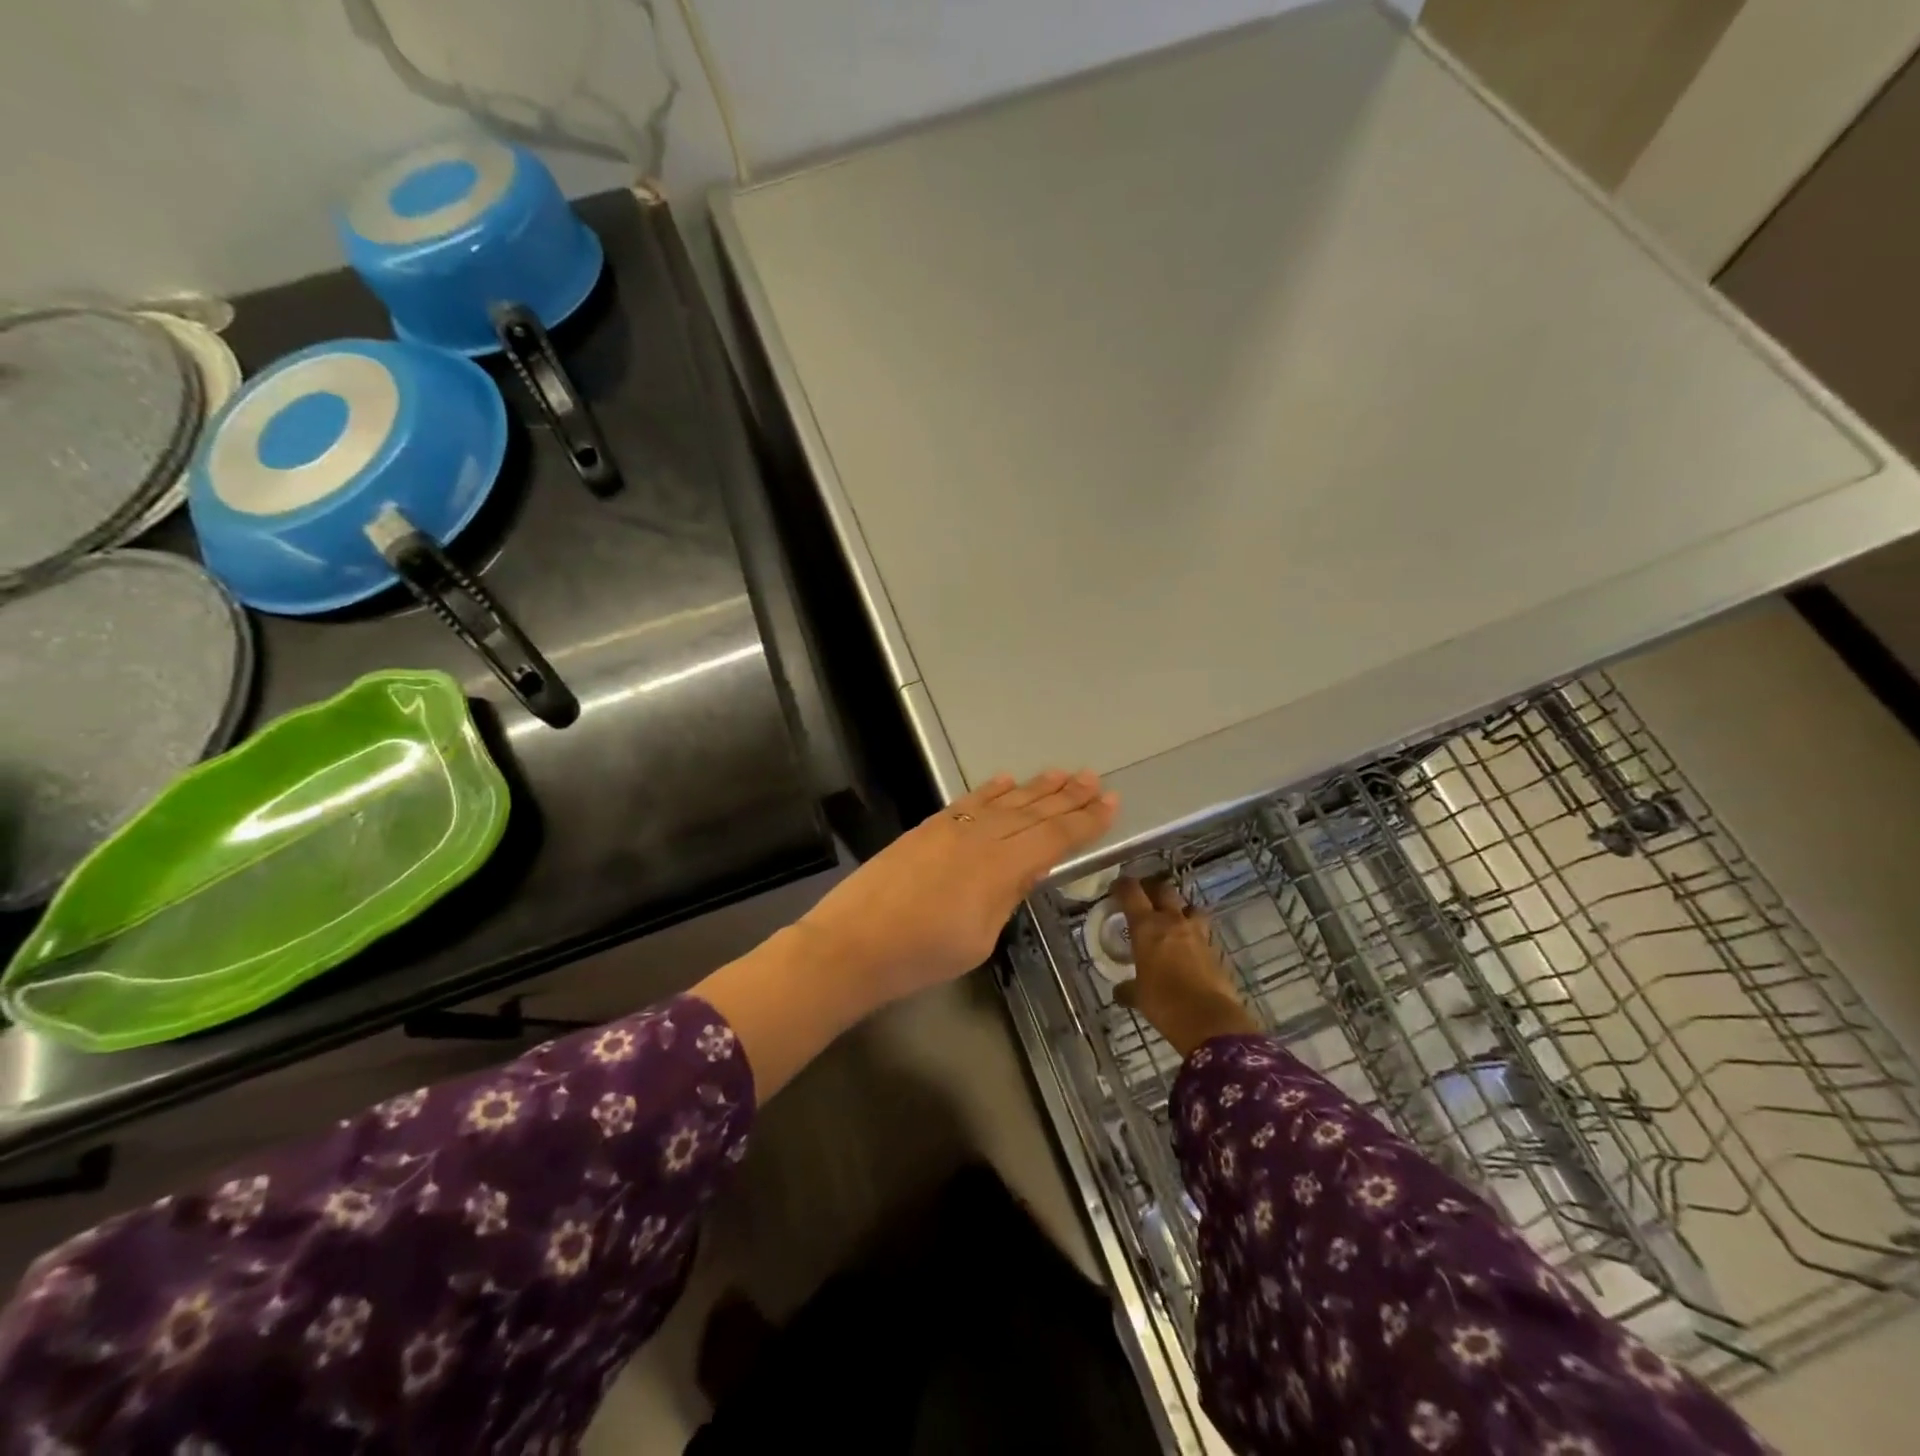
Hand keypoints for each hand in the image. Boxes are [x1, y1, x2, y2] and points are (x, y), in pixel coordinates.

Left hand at [800, 770, 1117, 1002]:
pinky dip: (989, 790)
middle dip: (1067, 797)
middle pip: (1033, 813)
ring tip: (1062, 773)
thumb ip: (1007, 895)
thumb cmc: (922, 956)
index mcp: (1001, 868)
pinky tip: (1006, 780)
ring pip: (1003, 802)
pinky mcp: (927, 829)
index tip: (1110, 803)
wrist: (853, 943)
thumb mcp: (980, 938)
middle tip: (1094, 779)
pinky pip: (967, 802)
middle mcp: (981, 838)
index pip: (1054, 838)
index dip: (1085, 821)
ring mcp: (951, 829)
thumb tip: (1029, 868)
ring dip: (1035, 788)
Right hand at [1113, 876, 1259, 1057]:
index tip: (1116, 888)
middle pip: (1163, 889)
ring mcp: (1197, 933)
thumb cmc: (1164, 1002)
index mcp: (1147, 926)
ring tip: (1171, 918)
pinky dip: (1193, 931)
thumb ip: (1128, 989)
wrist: (1209, 1019)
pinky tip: (1187, 945)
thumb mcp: (1138, 996)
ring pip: (1188, 905)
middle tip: (1143, 898)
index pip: (1131, 892)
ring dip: (1179, 907)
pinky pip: (1202, 930)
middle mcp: (1172, 921)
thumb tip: (1119, 992)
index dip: (1122, 885)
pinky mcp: (1214, 948)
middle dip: (1152, 889)